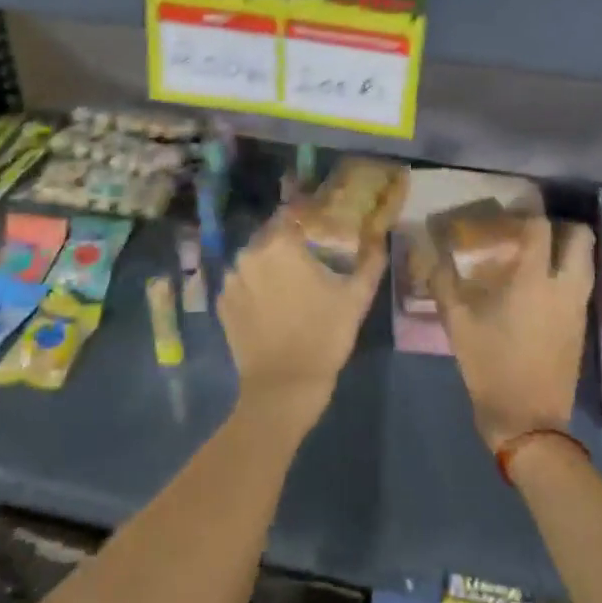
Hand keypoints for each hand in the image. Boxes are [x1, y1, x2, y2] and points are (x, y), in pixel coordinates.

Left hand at [218, 210, 385, 433]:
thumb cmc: (324, 335)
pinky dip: (253, 288)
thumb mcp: (357, 298)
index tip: (319, 229)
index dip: (305, 218)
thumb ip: (370, 263)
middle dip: (287, 244)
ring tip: (288, 286)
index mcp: (281, 245)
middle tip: (308, 261)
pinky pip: (241, 285)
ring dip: (268, 266)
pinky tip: (270, 306)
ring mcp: (231, 280)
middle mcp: (250, 254)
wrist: (283, 387)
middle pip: (270, 237)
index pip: (290, 215)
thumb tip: (380, 242)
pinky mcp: (221, 305)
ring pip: (253, 261)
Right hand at [431, 216, 595, 448]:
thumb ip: (444, 283)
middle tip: (529, 232)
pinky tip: (538, 286)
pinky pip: (581, 283)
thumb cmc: (491, 367)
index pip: (540, 227)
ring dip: (566, 249)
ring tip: (534, 256)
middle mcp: (565, 287)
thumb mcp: (458, 324)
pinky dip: (566, 272)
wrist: (528, 420)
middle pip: (580, 237)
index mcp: (534, 281)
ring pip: (586, 260)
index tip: (503, 215)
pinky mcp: (581, 325)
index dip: (523, 213)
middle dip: (558, 226)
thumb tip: (432, 255)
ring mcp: (578, 307)